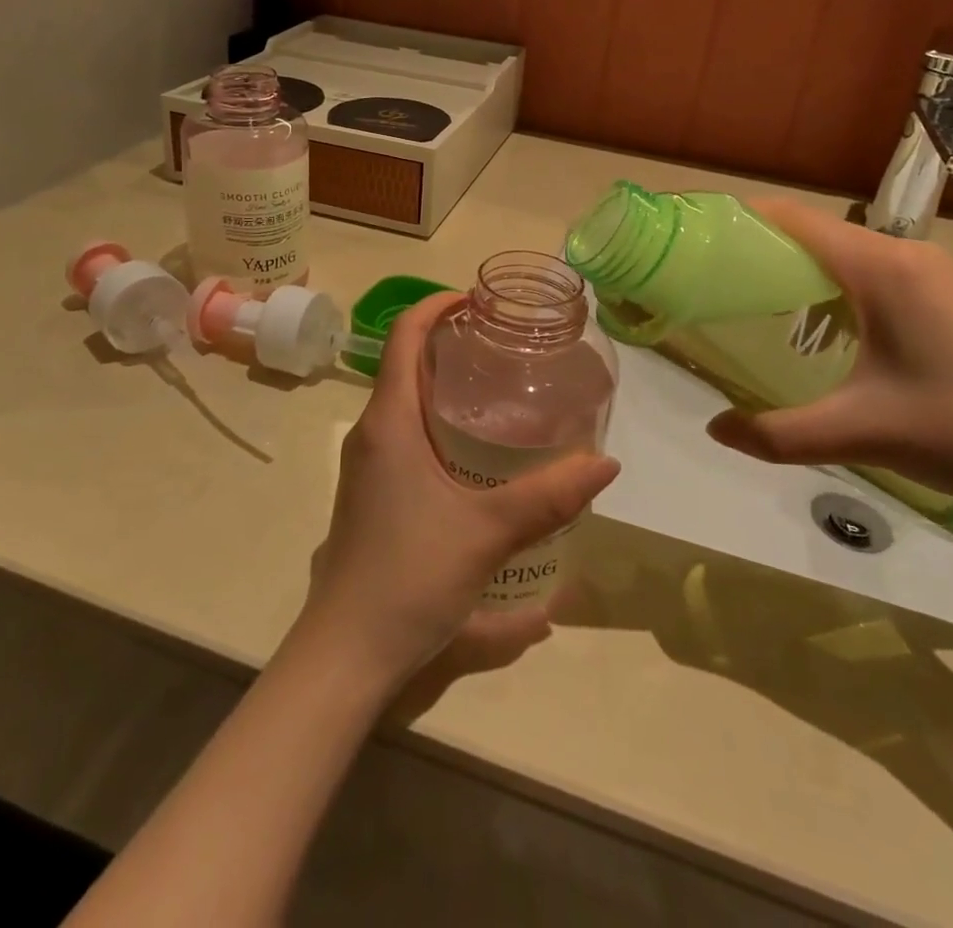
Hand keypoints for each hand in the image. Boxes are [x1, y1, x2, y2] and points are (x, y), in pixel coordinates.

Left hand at [296, 293, 621, 693]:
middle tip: (505, 344)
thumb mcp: (487, 533)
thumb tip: (606, 463)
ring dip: (445, 386)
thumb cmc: (409, 575)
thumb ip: (549, 497)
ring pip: (405, 403)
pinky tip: (477, 453)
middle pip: (406, 364)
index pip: (402, 336)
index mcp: (388, 422)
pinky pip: (405, 436)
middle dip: (450, 344)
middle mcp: (371, 433)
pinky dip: (438, 423)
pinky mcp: (373, 494)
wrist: (345, 652)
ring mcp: (368, 465)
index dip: (436, 306)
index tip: (478, 300)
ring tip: (500, 388)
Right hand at [705, 197, 952, 511]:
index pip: (790, 217)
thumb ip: (780, 434)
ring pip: (842, 258)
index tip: (692, 246)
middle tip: (708, 288)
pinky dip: (830, 293)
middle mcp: (903, 256)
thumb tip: (714, 429)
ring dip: (795, 275)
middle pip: (811, 234)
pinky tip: (820, 338)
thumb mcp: (864, 433)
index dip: (737, 221)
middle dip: (756, 253)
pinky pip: (870, 278)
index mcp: (879, 268)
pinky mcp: (948, 300)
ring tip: (751, 313)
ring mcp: (931, 277)